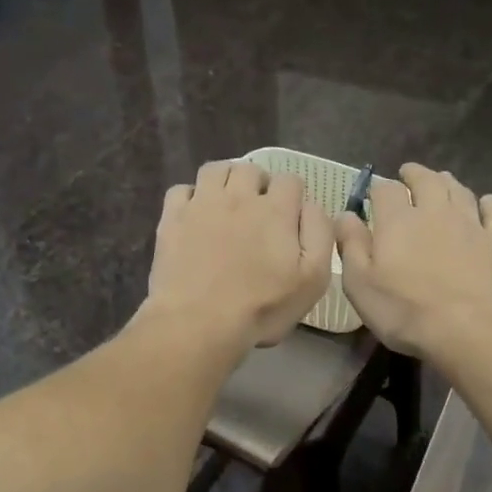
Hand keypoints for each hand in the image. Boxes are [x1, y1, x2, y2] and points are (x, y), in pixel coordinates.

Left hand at [144, 162, 333, 350]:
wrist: (198, 321)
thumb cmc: (261, 306)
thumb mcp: (313, 279)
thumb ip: (319, 235)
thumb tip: (312, 206)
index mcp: (275, 210)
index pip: (290, 181)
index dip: (293, 196)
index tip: (289, 218)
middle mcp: (238, 196)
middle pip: (251, 169)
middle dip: (259, 184)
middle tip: (258, 211)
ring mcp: (201, 204)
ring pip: (215, 170)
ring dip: (226, 181)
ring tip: (227, 205)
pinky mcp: (172, 218)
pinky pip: (181, 190)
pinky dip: (191, 197)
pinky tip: (195, 216)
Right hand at [335, 164, 491, 362]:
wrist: (473, 330)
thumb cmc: (406, 311)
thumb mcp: (360, 284)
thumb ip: (350, 246)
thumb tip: (345, 215)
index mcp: (398, 221)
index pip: (386, 190)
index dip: (379, 189)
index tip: (374, 195)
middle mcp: (435, 212)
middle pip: (427, 181)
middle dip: (415, 175)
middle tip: (409, 174)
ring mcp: (471, 224)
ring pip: (460, 191)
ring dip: (448, 183)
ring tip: (442, 181)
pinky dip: (488, 204)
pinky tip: (486, 203)